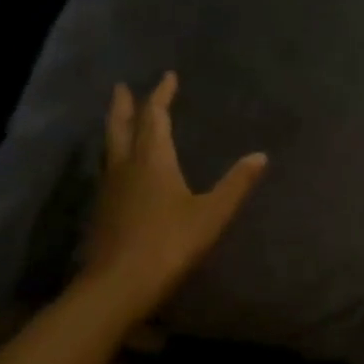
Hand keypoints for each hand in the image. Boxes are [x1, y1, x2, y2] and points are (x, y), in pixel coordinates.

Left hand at [81, 74, 266, 322]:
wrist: (116, 287)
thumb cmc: (169, 243)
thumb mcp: (212, 214)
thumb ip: (236, 183)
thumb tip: (261, 155)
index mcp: (153, 160)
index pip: (155, 117)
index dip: (160, 95)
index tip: (167, 77)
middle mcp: (126, 167)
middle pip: (121, 127)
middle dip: (125, 106)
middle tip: (122, 88)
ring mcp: (109, 189)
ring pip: (110, 148)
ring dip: (116, 128)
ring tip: (121, 120)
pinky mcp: (103, 211)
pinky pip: (108, 169)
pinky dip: (114, 154)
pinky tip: (120, 168)